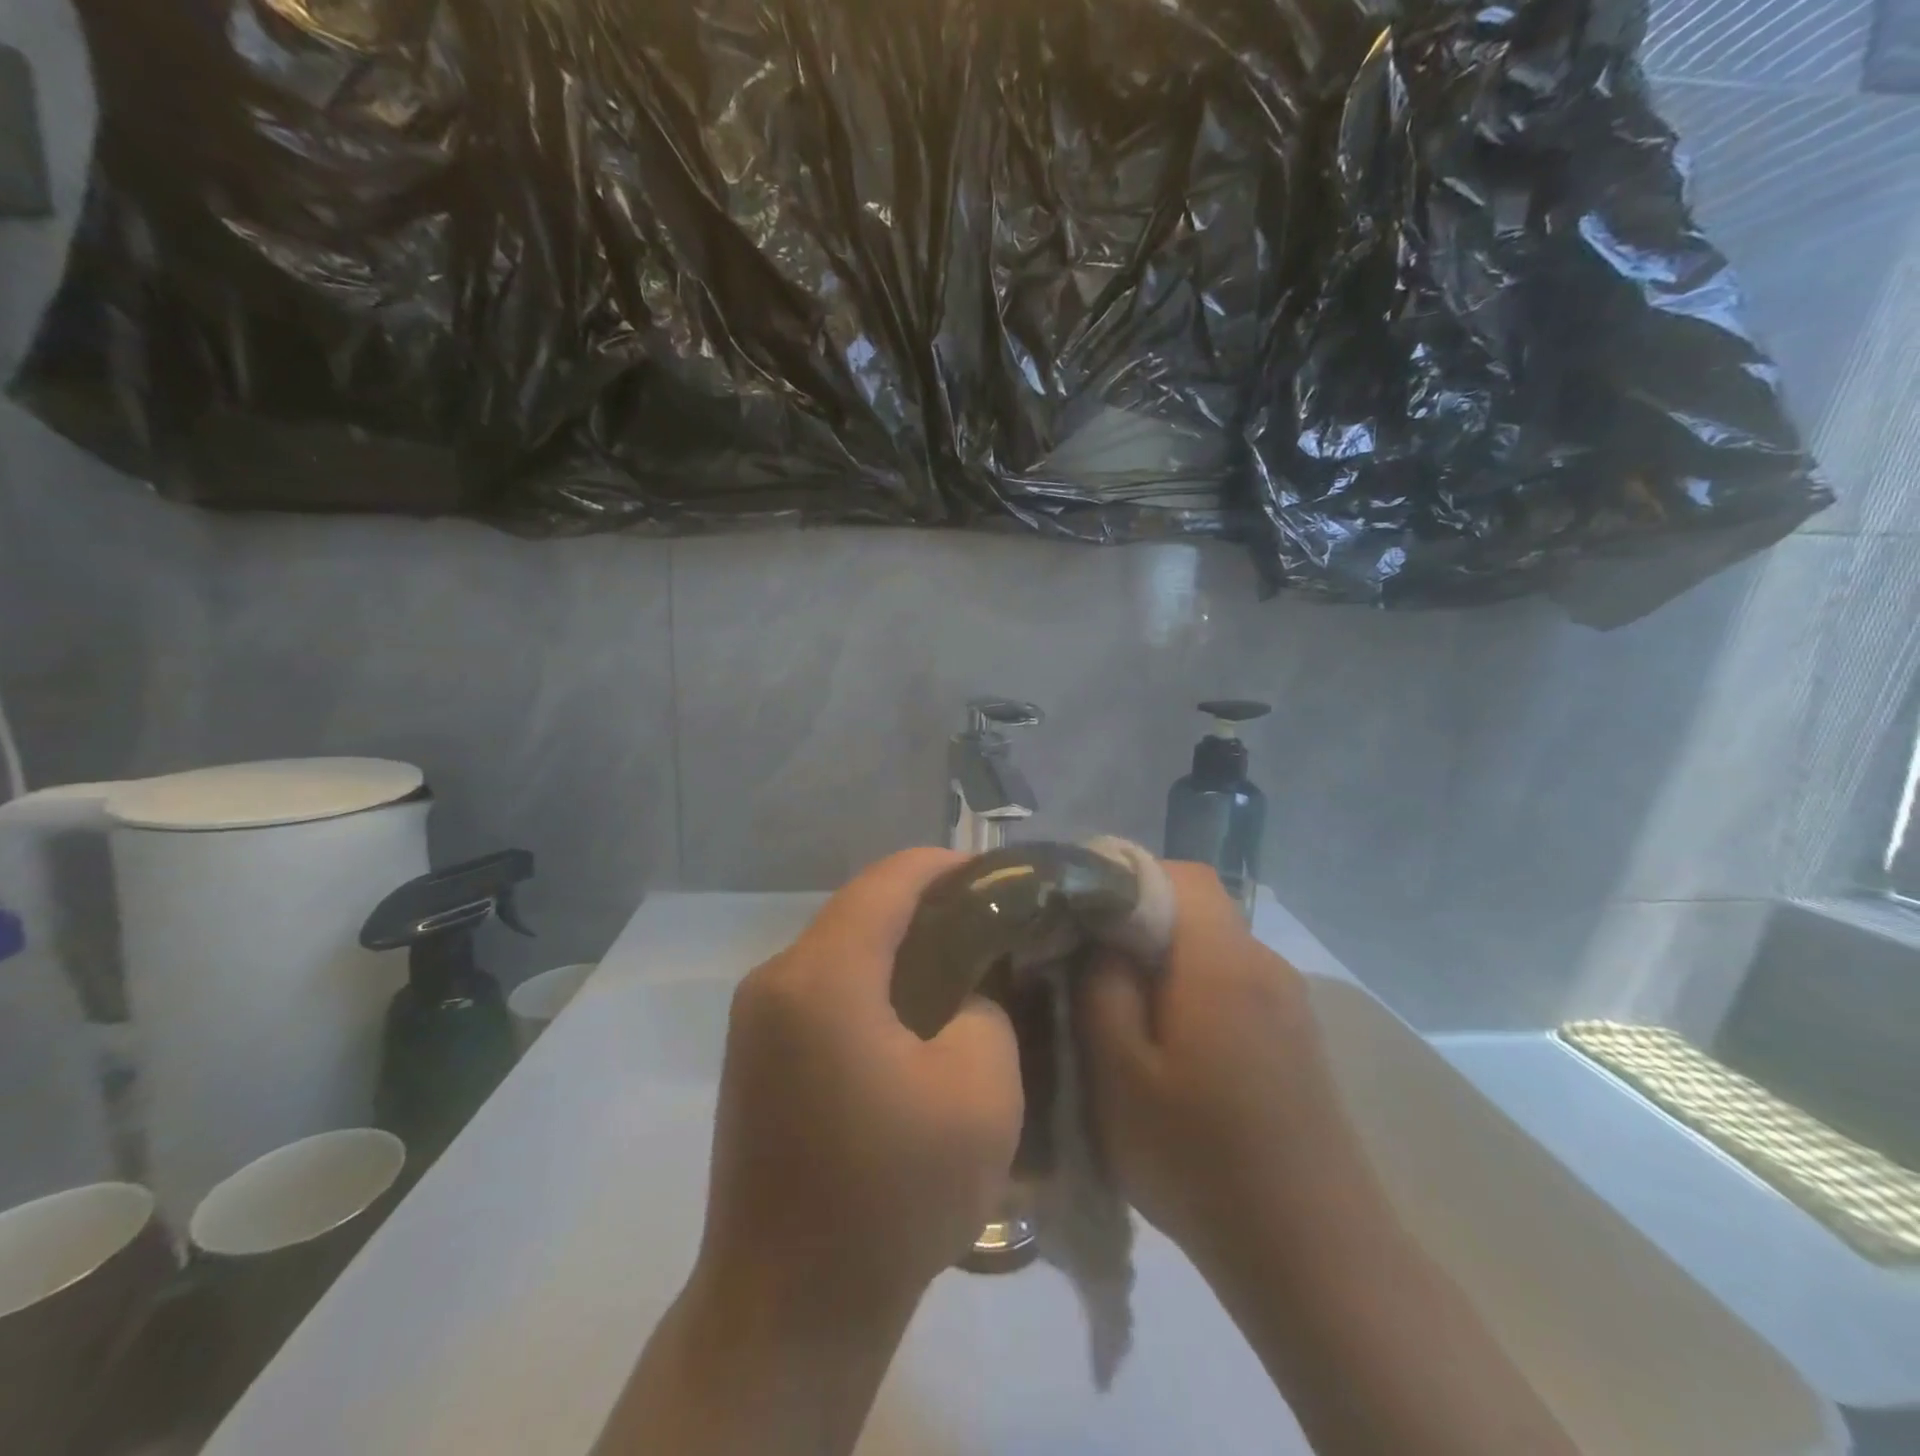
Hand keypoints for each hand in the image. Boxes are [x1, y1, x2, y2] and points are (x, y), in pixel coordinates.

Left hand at [693, 848, 1023, 1331]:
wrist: (787, 1312)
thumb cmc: (891, 1198)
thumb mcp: (980, 1092)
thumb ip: (987, 1010)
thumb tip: (966, 992)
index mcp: (822, 976)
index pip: (890, 880)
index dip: (948, 867)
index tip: (1000, 879)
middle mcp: (775, 979)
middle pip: (862, 908)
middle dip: (929, 907)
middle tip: (993, 928)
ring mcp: (756, 1017)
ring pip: (842, 947)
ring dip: (900, 945)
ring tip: (963, 968)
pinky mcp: (755, 1053)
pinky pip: (824, 988)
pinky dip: (872, 981)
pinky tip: (915, 1017)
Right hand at [1082, 863, 1381, 1271]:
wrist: (1315, 1255)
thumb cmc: (1200, 1158)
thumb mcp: (1118, 1073)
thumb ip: (1100, 986)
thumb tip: (1097, 937)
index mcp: (1222, 959)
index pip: (1178, 873)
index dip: (1124, 878)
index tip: (1079, 915)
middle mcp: (1263, 963)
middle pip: (1193, 908)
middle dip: (1135, 924)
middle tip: (1086, 967)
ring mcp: (1287, 1001)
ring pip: (1210, 948)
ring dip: (1162, 963)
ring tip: (1120, 1013)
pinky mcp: (1295, 1038)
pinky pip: (1231, 985)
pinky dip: (1191, 993)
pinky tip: (1170, 1050)